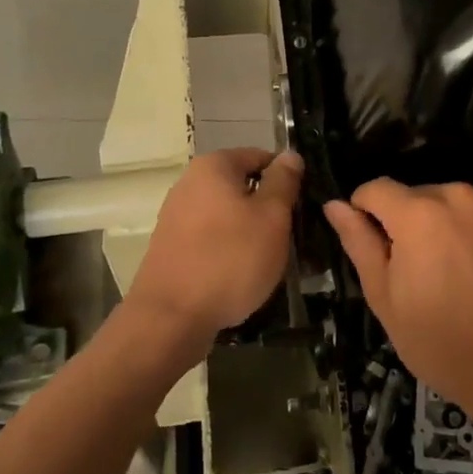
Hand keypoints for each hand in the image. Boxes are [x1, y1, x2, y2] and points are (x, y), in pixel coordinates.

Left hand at [127, 149, 302, 347]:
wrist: (170, 318)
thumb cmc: (230, 259)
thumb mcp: (272, 217)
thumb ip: (283, 182)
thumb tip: (290, 155)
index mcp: (214, 166)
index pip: (261, 157)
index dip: (286, 178)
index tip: (301, 206)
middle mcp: (189, 183)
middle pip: (242, 186)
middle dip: (268, 207)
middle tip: (290, 235)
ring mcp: (176, 216)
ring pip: (228, 214)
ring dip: (250, 231)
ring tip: (270, 259)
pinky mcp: (171, 246)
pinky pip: (211, 238)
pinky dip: (229, 249)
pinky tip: (241, 274)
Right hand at [324, 180, 472, 414]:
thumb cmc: (438, 339)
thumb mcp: (384, 296)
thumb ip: (359, 242)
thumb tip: (335, 205)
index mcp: (417, 212)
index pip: (375, 189)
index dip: (365, 213)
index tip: (374, 247)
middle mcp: (457, 195)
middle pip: (417, 195)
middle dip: (409, 222)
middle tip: (417, 270)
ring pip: (453, 203)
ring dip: (445, 224)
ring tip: (454, 271)